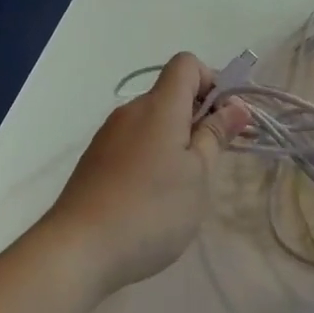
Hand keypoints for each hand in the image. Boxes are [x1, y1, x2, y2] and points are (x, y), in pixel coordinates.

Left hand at [43, 54, 250, 296]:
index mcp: (159, 106)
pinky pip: (134, 142)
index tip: (224, 120)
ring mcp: (109, 135)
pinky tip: (154, 197)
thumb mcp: (197, 175)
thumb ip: (216, 136)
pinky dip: (152, 156)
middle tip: (214, 160)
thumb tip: (235, 105)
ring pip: (152, 121)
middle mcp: (131, 111)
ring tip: (185, 186)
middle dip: (198, 116)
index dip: (212, 81)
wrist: (78, 249)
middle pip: (170, 93)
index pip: (187, 64)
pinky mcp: (96, 160)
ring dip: (176, 140)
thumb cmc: (151, 210)